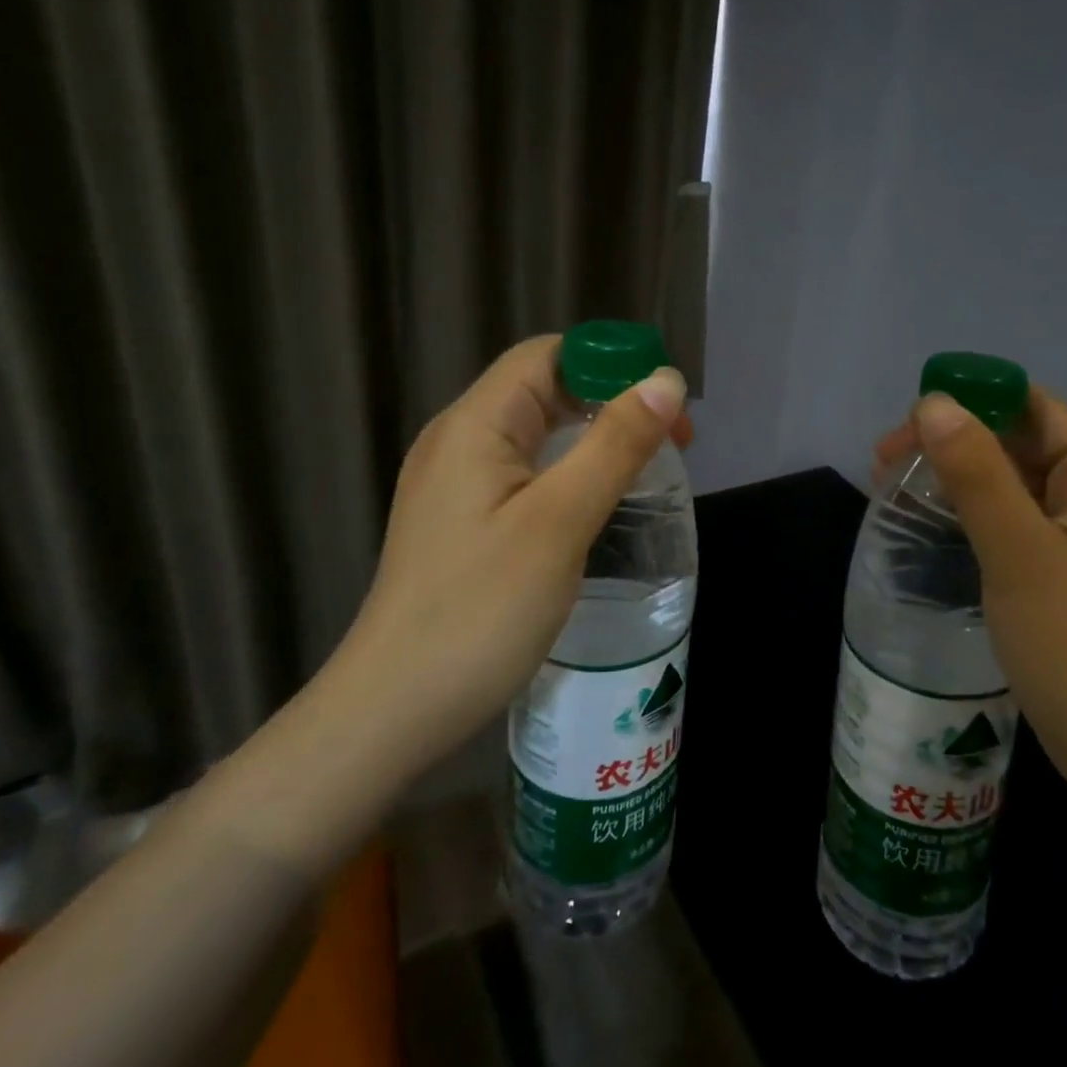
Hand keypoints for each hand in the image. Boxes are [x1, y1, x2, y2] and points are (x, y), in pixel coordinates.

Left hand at [317, 336, 690, 790]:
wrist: (393, 711)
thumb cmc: (480, 611)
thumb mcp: (559, 522)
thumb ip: (615, 445)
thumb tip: (666, 382)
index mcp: (475, 425)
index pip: (548, 356)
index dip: (611, 364)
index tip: (666, 404)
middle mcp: (459, 441)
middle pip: (544, 390)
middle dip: (611, 402)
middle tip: (672, 444)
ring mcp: (455, 483)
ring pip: (537, 434)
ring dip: (594, 439)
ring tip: (646, 471)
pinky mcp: (462, 520)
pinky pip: (524, 472)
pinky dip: (569, 472)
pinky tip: (596, 505)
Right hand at [876, 387, 1066, 811]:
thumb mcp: (1020, 557)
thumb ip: (977, 474)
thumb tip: (934, 401)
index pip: (1035, 407)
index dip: (969, 402)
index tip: (906, 431)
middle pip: (1024, 440)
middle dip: (955, 442)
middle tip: (887, 467)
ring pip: (1019, 481)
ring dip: (961, 477)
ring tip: (899, 491)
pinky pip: (1023, 518)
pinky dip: (978, 512)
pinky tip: (939, 526)